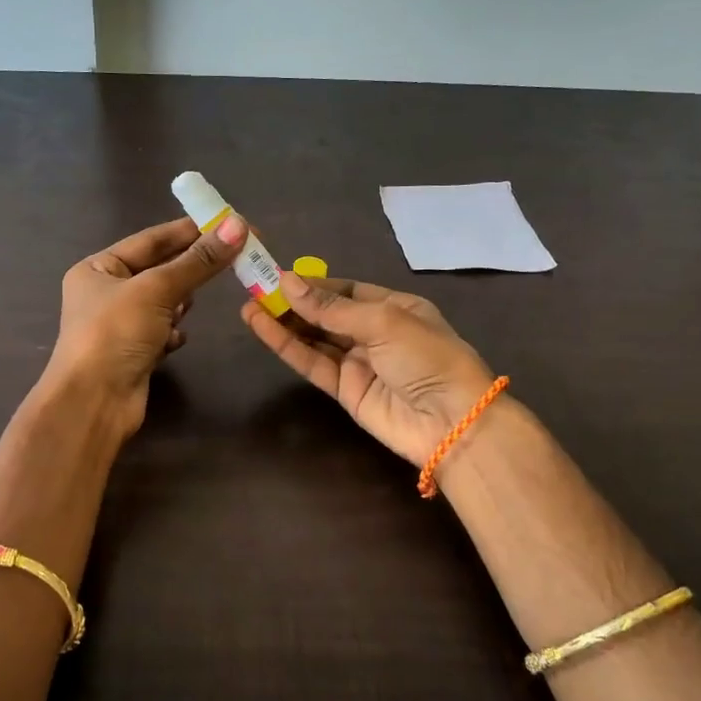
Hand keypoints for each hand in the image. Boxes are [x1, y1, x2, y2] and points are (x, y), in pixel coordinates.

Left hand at [46, 213, 246, 438]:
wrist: (93, 403)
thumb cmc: (115, 333)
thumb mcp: (157, 289)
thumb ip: (198, 260)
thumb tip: (238, 226)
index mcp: (98, 269)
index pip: (150, 240)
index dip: (190, 230)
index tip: (229, 223)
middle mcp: (105, 293)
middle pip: (159, 270)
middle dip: (190, 268)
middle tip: (234, 257)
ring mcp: (119, 326)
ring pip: (163, 303)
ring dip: (179, 303)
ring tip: (191, 305)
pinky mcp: (133, 354)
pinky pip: (161, 333)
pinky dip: (172, 333)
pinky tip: (176, 340)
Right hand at [242, 270, 497, 464]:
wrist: (452, 423)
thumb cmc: (427, 357)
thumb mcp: (383, 321)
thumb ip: (331, 307)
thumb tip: (286, 282)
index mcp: (395, 307)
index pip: (346, 290)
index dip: (312, 284)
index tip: (277, 277)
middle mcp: (375, 332)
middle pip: (326, 313)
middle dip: (293, 302)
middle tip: (254, 288)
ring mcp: (358, 363)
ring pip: (314, 338)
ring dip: (283, 322)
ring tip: (247, 305)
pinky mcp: (344, 391)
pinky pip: (312, 363)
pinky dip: (287, 346)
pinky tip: (262, 327)